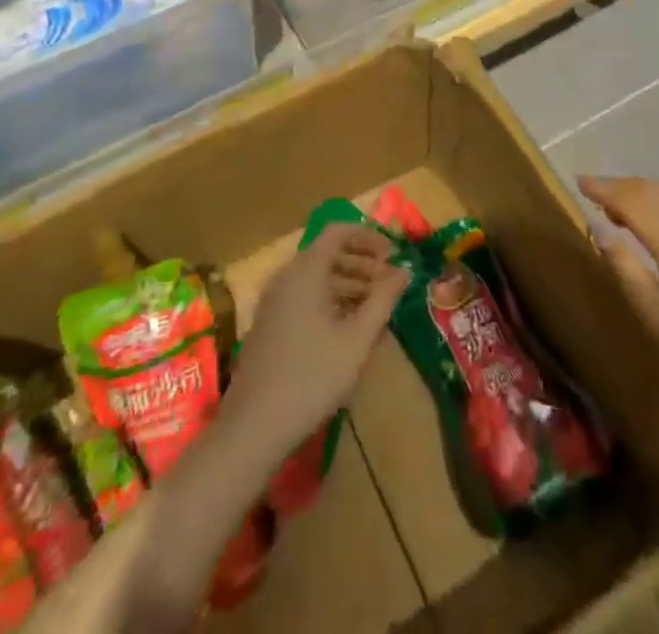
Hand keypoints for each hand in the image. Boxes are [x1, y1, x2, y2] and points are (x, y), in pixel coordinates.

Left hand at [223, 224, 408, 457]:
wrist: (254, 426)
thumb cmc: (312, 376)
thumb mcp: (357, 339)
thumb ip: (383, 300)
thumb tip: (404, 271)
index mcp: (306, 270)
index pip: (338, 231)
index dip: (368, 236)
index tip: (392, 254)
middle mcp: (287, 277)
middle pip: (328, 254)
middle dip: (362, 263)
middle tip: (389, 284)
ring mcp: (274, 301)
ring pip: (317, 278)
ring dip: (348, 285)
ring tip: (375, 309)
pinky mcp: (269, 324)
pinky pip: (304, 297)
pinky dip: (329, 301)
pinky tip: (348, 330)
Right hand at [581, 175, 658, 447]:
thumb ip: (631, 276)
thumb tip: (603, 233)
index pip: (634, 203)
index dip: (605, 189)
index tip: (579, 182)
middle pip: (656, 194)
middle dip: (622, 187)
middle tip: (593, 194)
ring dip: (642, 199)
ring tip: (616, 212)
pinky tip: (653, 235)